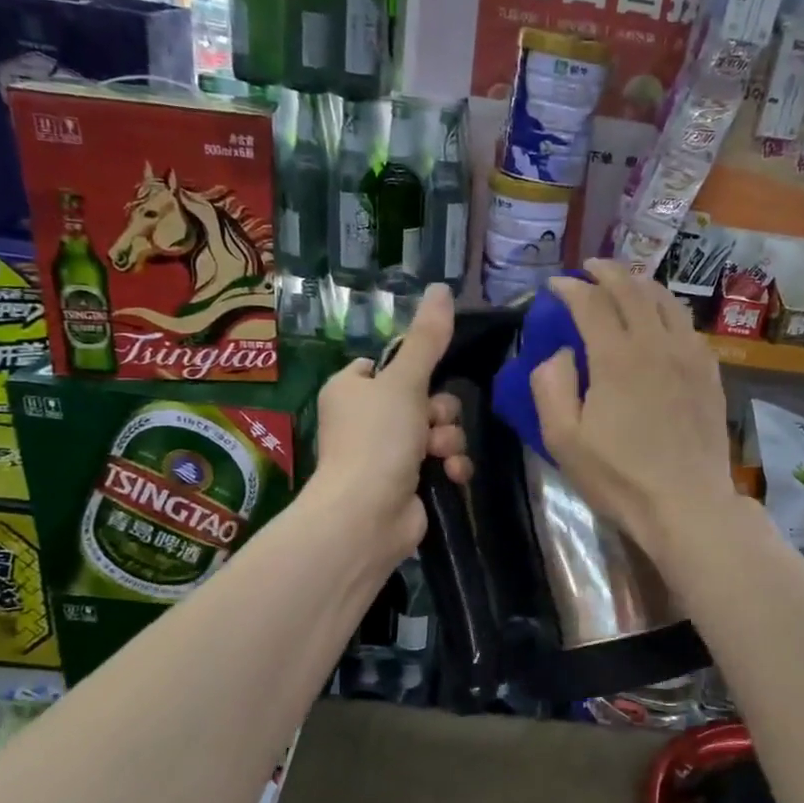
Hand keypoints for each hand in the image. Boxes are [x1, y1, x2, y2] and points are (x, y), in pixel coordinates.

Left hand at [310, 284, 471, 564]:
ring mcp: (386, 454)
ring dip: (448, 440)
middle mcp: (365, 419)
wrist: (367, 515)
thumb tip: (441, 287)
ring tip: (439, 454)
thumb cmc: (378, 440)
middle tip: (432, 424)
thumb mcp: (404, 381)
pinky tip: (451, 475)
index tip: (427, 379)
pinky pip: (441, 461)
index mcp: (351, 389)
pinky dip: (449, 466)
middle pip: (423, 397)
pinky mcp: (407, 483)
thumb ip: (427, 338)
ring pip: (437, 430)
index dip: (415, 371)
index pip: (390, 365)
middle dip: (439, 412)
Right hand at [533, 260, 736, 569]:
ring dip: (641, 284)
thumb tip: (561, 352)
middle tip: (589, 270)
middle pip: (631, 289)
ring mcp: (688, 355)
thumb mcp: (564, 439)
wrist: (686, 504)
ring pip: (665, 301)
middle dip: (606, 272)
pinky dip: (668, 311)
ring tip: (626, 283)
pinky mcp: (709, 373)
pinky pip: (688, 326)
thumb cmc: (619, 477)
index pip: (590, 302)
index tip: (555, 286)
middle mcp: (655, 343)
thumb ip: (551, 385)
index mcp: (616, 356)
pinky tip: (662, 320)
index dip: (570, 288)